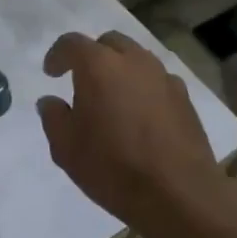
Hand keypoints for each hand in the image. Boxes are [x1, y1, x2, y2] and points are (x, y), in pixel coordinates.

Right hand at [36, 31, 229, 233]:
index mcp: (99, 66)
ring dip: (120, 69)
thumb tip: (51, 101)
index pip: (72, 43)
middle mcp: (133, 61)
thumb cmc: (113, 167)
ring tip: (112, 97)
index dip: (58, 55)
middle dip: (92, 55)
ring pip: (137, 58)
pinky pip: (158, 80)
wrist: (178, 195)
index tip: (51, 74)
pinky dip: (144, 87)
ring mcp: (164, 78)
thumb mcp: (66, 148)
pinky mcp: (185, 98)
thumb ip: (53, 117)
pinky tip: (140, 114)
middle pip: (109, 43)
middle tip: (82, 80)